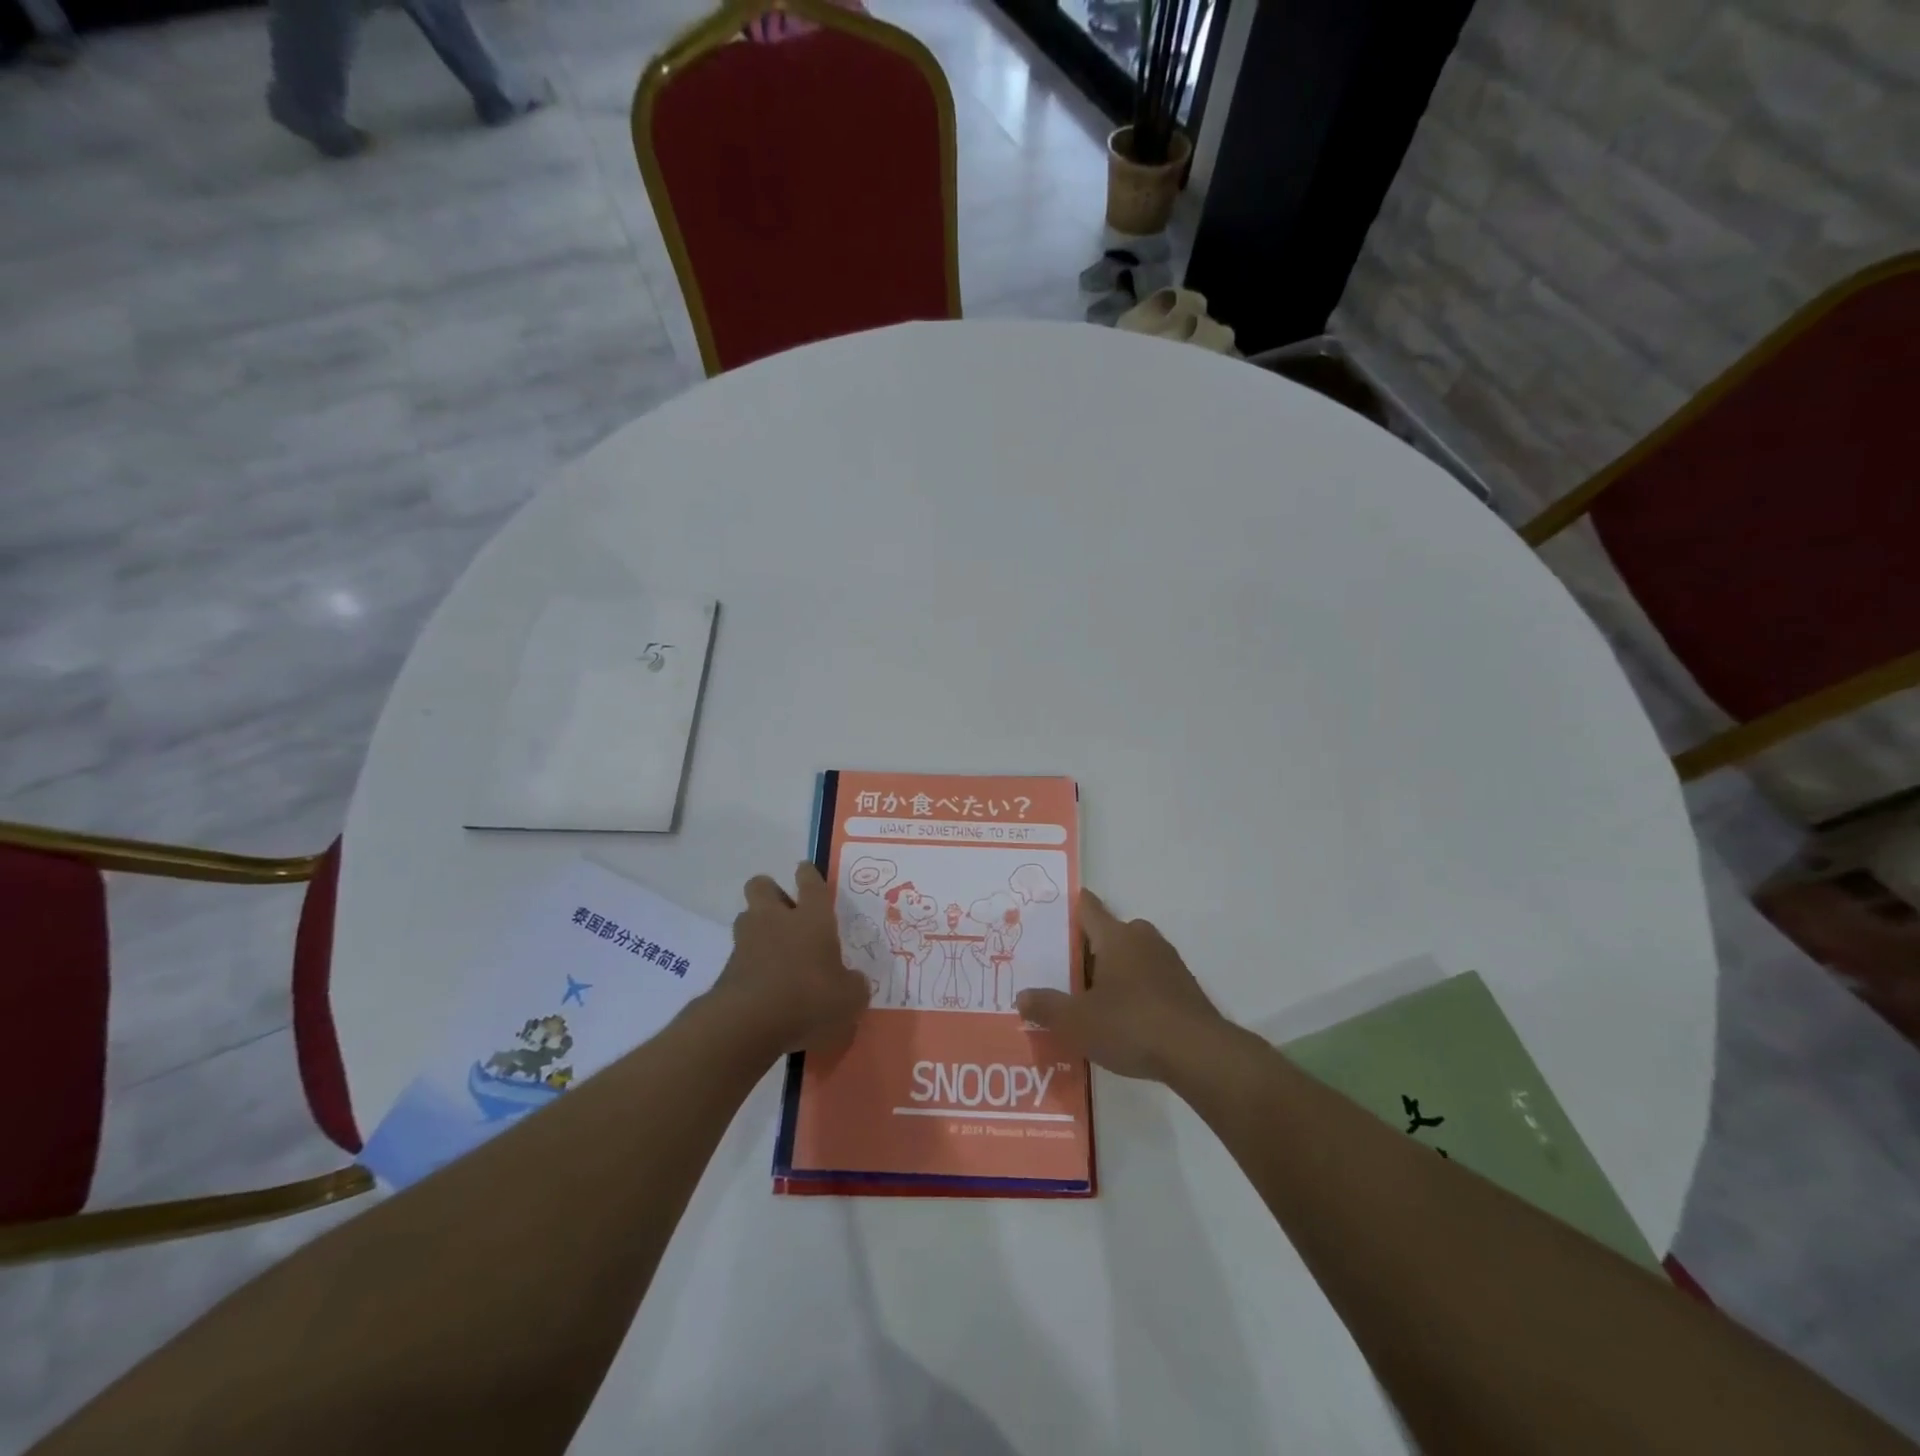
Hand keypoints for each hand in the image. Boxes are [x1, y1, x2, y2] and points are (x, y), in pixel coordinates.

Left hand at [708, 863, 869, 1060]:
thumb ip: (854, 985)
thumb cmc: (808, 998)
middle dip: (770, 891)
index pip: (811, 883)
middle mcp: (777, 920)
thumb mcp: (848, 998)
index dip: (808, 874)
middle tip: (784, 909)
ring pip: (746, 916)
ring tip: (772, 946)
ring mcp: (747, 941)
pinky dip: (749, 960)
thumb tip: (855, 981)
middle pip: (762, 886)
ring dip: (757, 925)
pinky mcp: (727, 967)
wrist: (747, 1022)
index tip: (805, 869)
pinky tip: (762, 981)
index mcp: (812, 918)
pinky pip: (739, 953)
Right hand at [1015, 889, 1224, 1081]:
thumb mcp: (1077, 1022)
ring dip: (1111, 971)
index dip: (1069, 908)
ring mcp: (1168, 962)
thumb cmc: (1132, 1025)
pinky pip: (1148, 978)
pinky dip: (1133, 990)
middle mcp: (1142, 938)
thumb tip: (1022, 997)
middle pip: (1108, 933)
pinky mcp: (1184, 987)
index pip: (1088, 907)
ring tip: (1089, 999)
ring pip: (1130, 956)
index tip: (1050, 916)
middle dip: (1086, 949)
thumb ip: (1046, 1007)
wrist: (1200, 1054)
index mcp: (1115, 936)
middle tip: (1061, 972)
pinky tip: (1122, 1019)